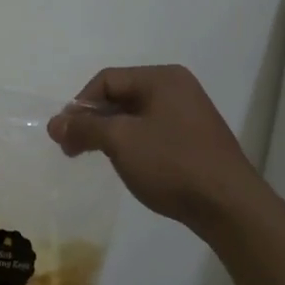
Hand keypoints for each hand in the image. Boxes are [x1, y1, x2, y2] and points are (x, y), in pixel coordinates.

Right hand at [47, 65, 265, 230]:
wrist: (229, 206)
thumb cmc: (172, 163)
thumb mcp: (121, 141)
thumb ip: (85, 127)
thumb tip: (55, 123)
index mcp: (162, 78)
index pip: (107, 79)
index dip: (80, 105)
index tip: (64, 135)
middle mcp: (177, 88)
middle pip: (121, 96)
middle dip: (92, 120)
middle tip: (71, 149)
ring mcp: (189, 114)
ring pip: (135, 116)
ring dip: (109, 134)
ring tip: (92, 157)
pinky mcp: (194, 140)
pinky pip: (152, 132)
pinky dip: (131, 144)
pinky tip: (125, 164)